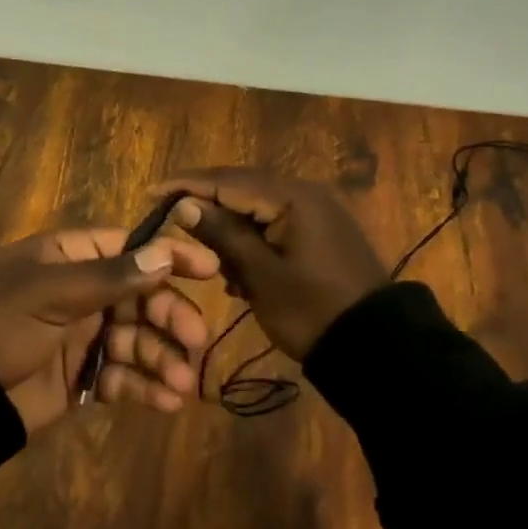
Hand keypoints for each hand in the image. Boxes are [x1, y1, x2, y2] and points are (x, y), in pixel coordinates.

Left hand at [0, 228, 220, 433]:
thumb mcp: (51, 292)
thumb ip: (111, 277)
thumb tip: (165, 252)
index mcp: (69, 258)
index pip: (129, 247)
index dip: (168, 256)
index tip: (209, 269)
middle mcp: (80, 292)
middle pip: (141, 296)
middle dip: (170, 316)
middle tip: (195, 339)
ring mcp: (82, 336)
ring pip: (136, 340)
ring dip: (162, 358)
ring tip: (182, 385)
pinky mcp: (81, 378)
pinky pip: (122, 377)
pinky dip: (144, 387)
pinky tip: (165, 402)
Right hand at [155, 168, 387, 361]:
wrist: (377, 347)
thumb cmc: (311, 310)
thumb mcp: (260, 274)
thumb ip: (222, 234)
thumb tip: (184, 205)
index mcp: (292, 197)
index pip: (227, 181)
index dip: (186, 185)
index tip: (150, 191)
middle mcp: (305, 193)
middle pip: (242, 187)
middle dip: (205, 203)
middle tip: (168, 215)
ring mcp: (316, 212)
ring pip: (257, 206)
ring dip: (228, 225)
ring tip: (203, 251)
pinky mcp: (320, 232)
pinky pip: (275, 223)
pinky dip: (251, 238)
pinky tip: (236, 268)